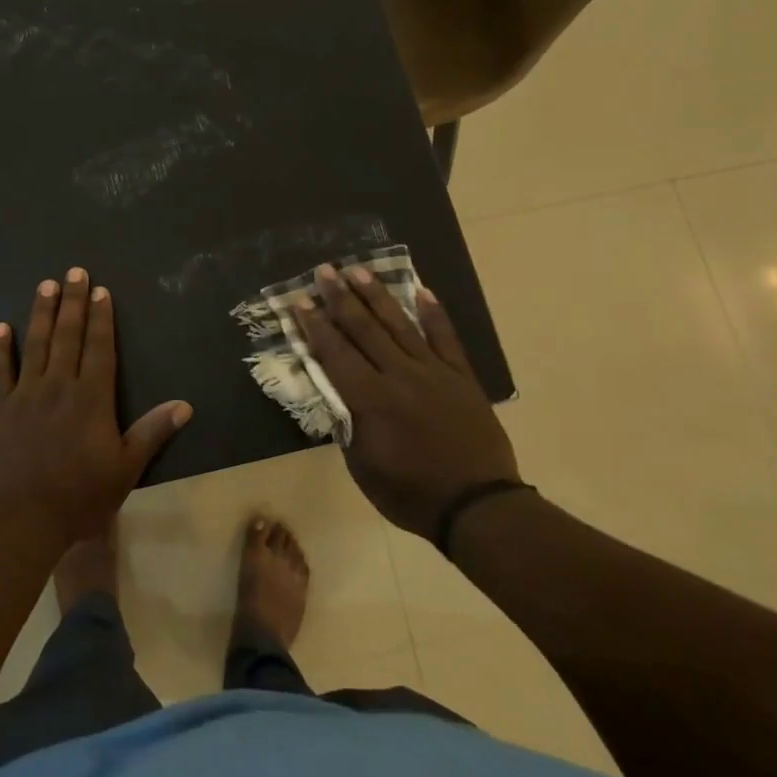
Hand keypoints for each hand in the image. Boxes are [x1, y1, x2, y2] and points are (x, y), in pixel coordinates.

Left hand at [0, 267, 192, 546]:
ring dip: (41, 313)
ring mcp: (25, 395)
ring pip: (35, 344)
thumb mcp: (126, 469)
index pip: (100, 348)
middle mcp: (59, 386)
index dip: (102, 318)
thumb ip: (152, 432)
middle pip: (68, 336)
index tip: (101, 290)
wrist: (18, 518)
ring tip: (45, 286)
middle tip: (74, 272)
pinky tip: (0, 327)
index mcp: (92, 398)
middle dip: (73, 302)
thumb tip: (185, 405)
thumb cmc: (78, 497)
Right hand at [298, 265, 520, 541]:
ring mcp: (433, 372)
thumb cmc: (410, 494)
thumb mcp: (363, 468)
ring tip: (359, 270)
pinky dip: (434, 313)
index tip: (300, 301)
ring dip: (377, 296)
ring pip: (400, 325)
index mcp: (370, 400)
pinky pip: (446, 338)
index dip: (315, 326)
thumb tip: (338, 396)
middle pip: (364, 329)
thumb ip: (348, 425)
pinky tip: (422, 290)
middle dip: (341, 298)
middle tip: (325, 270)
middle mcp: (398, 375)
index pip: (335, 353)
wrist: (476, 505)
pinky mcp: (461, 377)